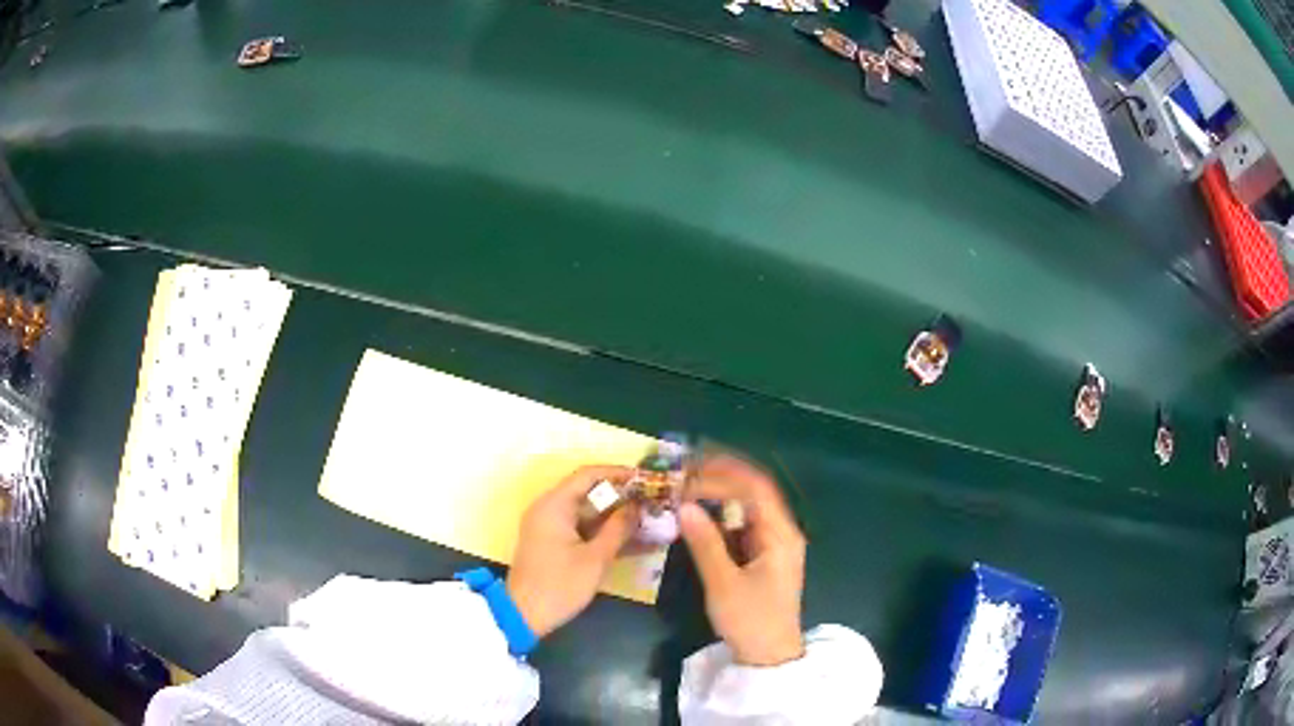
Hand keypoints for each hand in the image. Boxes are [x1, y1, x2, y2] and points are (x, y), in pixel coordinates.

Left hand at [507, 466, 637, 637]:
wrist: (523, 615)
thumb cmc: (559, 584)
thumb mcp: (595, 558)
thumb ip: (618, 528)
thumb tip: (639, 507)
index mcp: (554, 504)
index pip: (588, 474)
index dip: (618, 473)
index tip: (646, 479)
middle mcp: (549, 508)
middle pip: (589, 492)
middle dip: (622, 497)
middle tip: (652, 502)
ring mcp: (550, 526)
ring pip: (589, 512)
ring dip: (616, 517)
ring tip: (649, 521)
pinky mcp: (553, 542)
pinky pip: (583, 528)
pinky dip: (604, 532)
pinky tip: (634, 541)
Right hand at [680, 455, 805, 666]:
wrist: (770, 655)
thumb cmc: (751, 621)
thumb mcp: (724, 584)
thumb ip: (705, 543)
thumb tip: (684, 505)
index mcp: (781, 535)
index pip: (754, 488)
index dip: (722, 474)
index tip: (688, 473)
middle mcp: (782, 531)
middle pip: (755, 489)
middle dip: (721, 474)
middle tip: (686, 468)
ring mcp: (774, 542)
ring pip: (749, 504)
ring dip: (721, 490)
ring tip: (689, 482)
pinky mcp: (764, 554)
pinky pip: (744, 522)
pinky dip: (722, 512)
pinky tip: (701, 510)